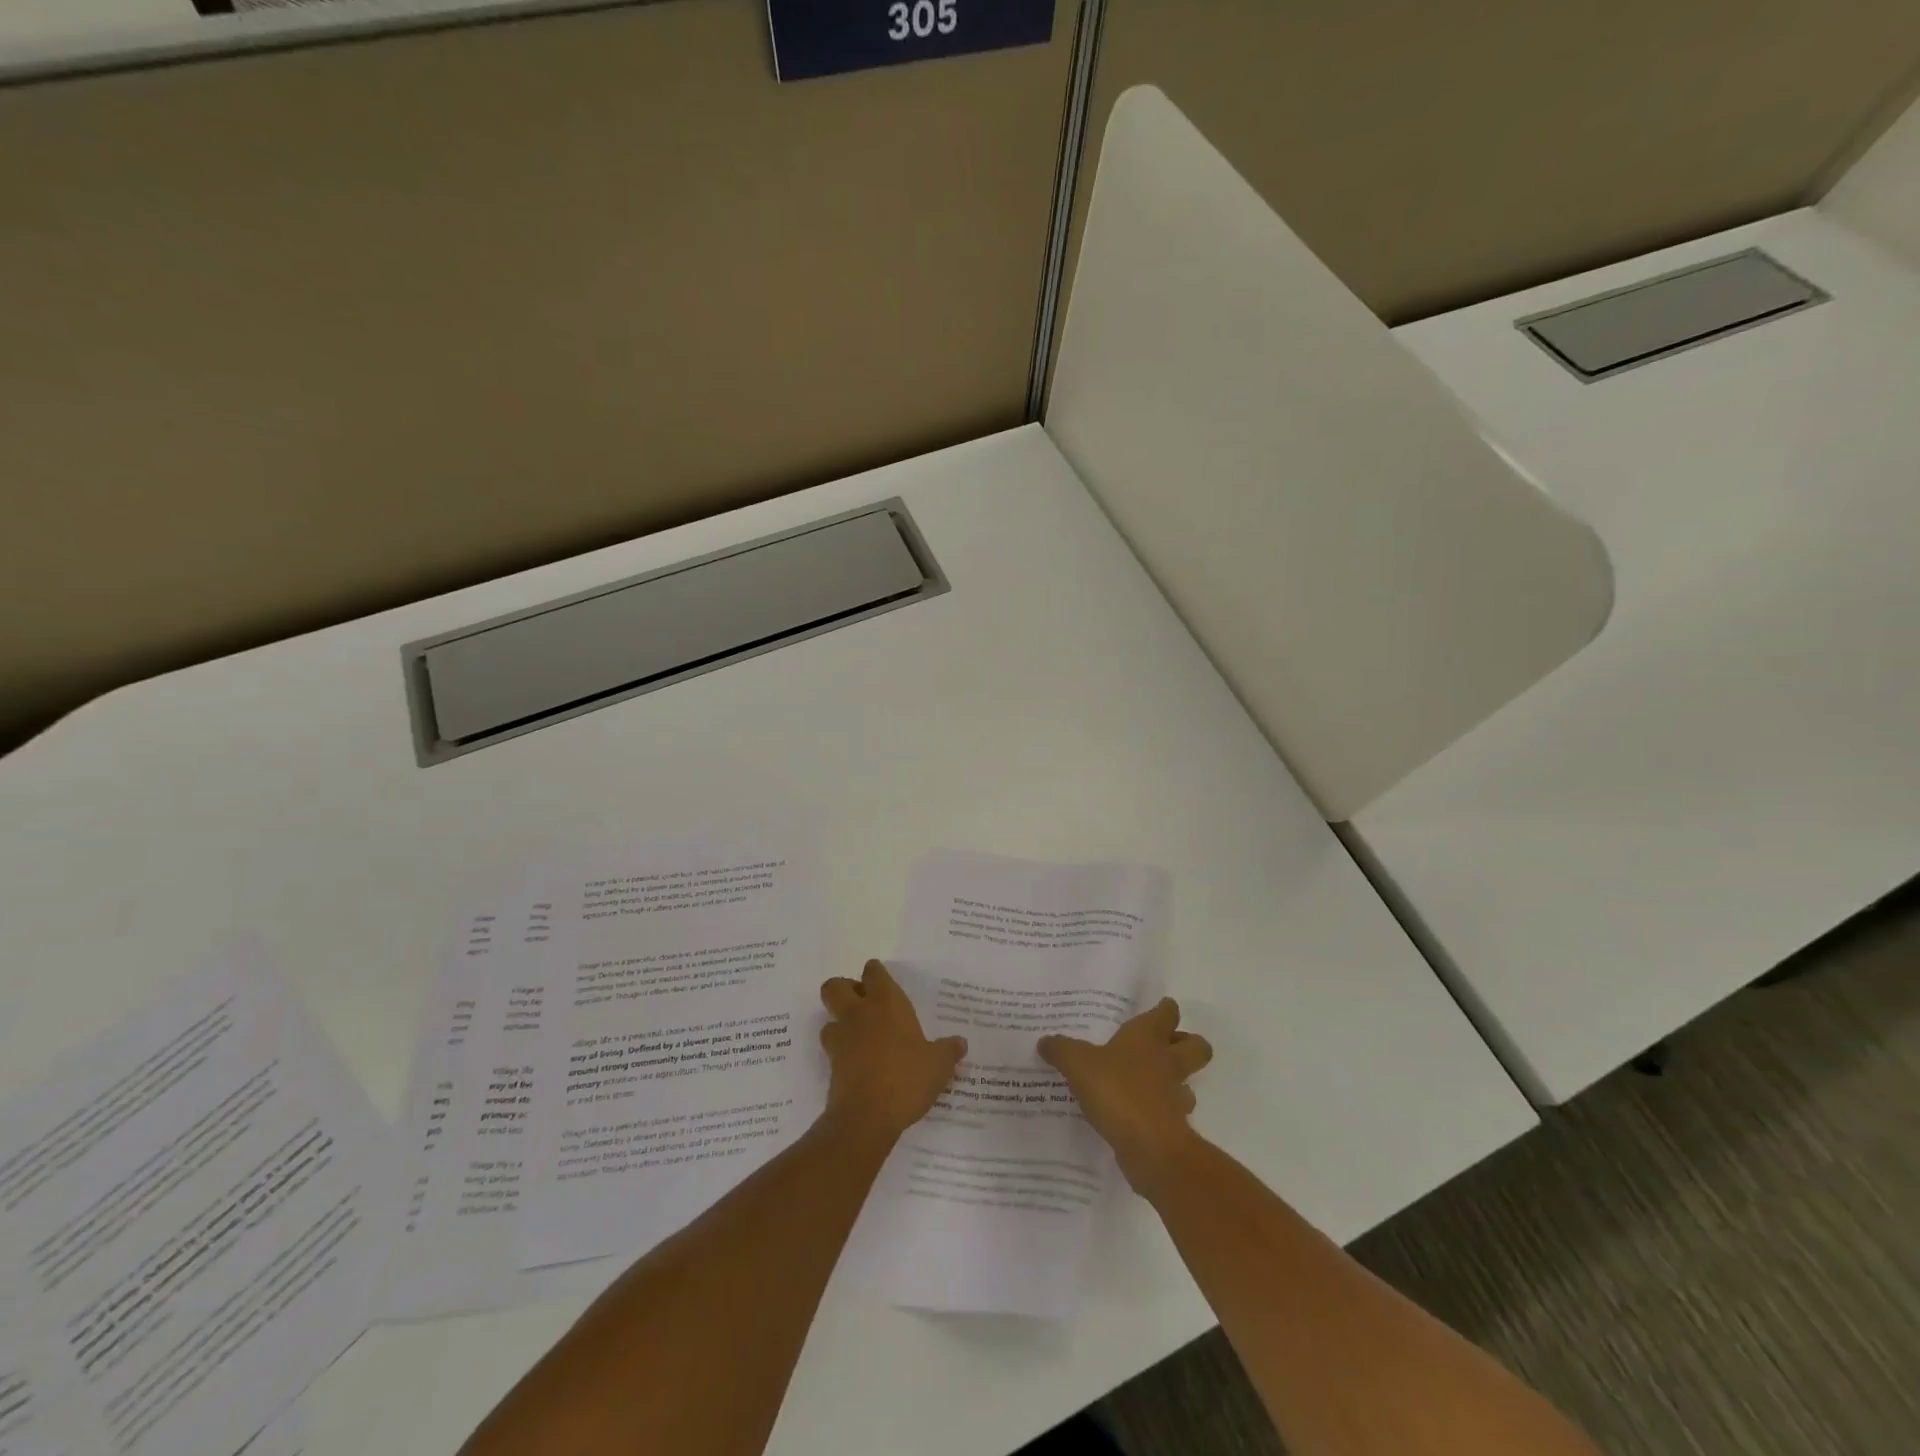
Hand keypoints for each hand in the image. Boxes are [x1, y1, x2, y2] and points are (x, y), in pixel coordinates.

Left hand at [819, 960, 966, 1144]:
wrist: (866, 1118)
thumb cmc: (906, 1079)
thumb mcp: (938, 1065)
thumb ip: (948, 1051)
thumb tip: (960, 1043)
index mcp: (886, 1003)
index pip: (873, 972)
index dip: (875, 973)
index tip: (882, 980)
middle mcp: (858, 1014)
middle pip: (835, 987)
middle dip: (845, 990)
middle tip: (863, 1004)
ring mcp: (841, 1040)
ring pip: (829, 1018)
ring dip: (840, 1023)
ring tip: (860, 1037)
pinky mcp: (831, 1066)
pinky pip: (833, 1049)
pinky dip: (842, 1053)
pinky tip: (860, 1064)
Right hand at [1039, 998, 1212, 1193]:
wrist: (1149, 1147)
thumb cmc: (1117, 1091)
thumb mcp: (1078, 1064)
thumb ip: (1061, 1050)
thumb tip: (1045, 1042)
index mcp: (1148, 1038)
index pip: (1167, 1014)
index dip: (1166, 1009)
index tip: (1162, 1008)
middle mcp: (1167, 1062)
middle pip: (1196, 1046)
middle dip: (1187, 1043)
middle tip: (1165, 1046)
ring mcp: (1174, 1097)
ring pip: (1188, 1082)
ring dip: (1176, 1083)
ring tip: (1151, 1085)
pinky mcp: (1174, 1128)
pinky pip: (1172, 1115)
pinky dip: (1161, 1114)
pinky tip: (1139, 1117)